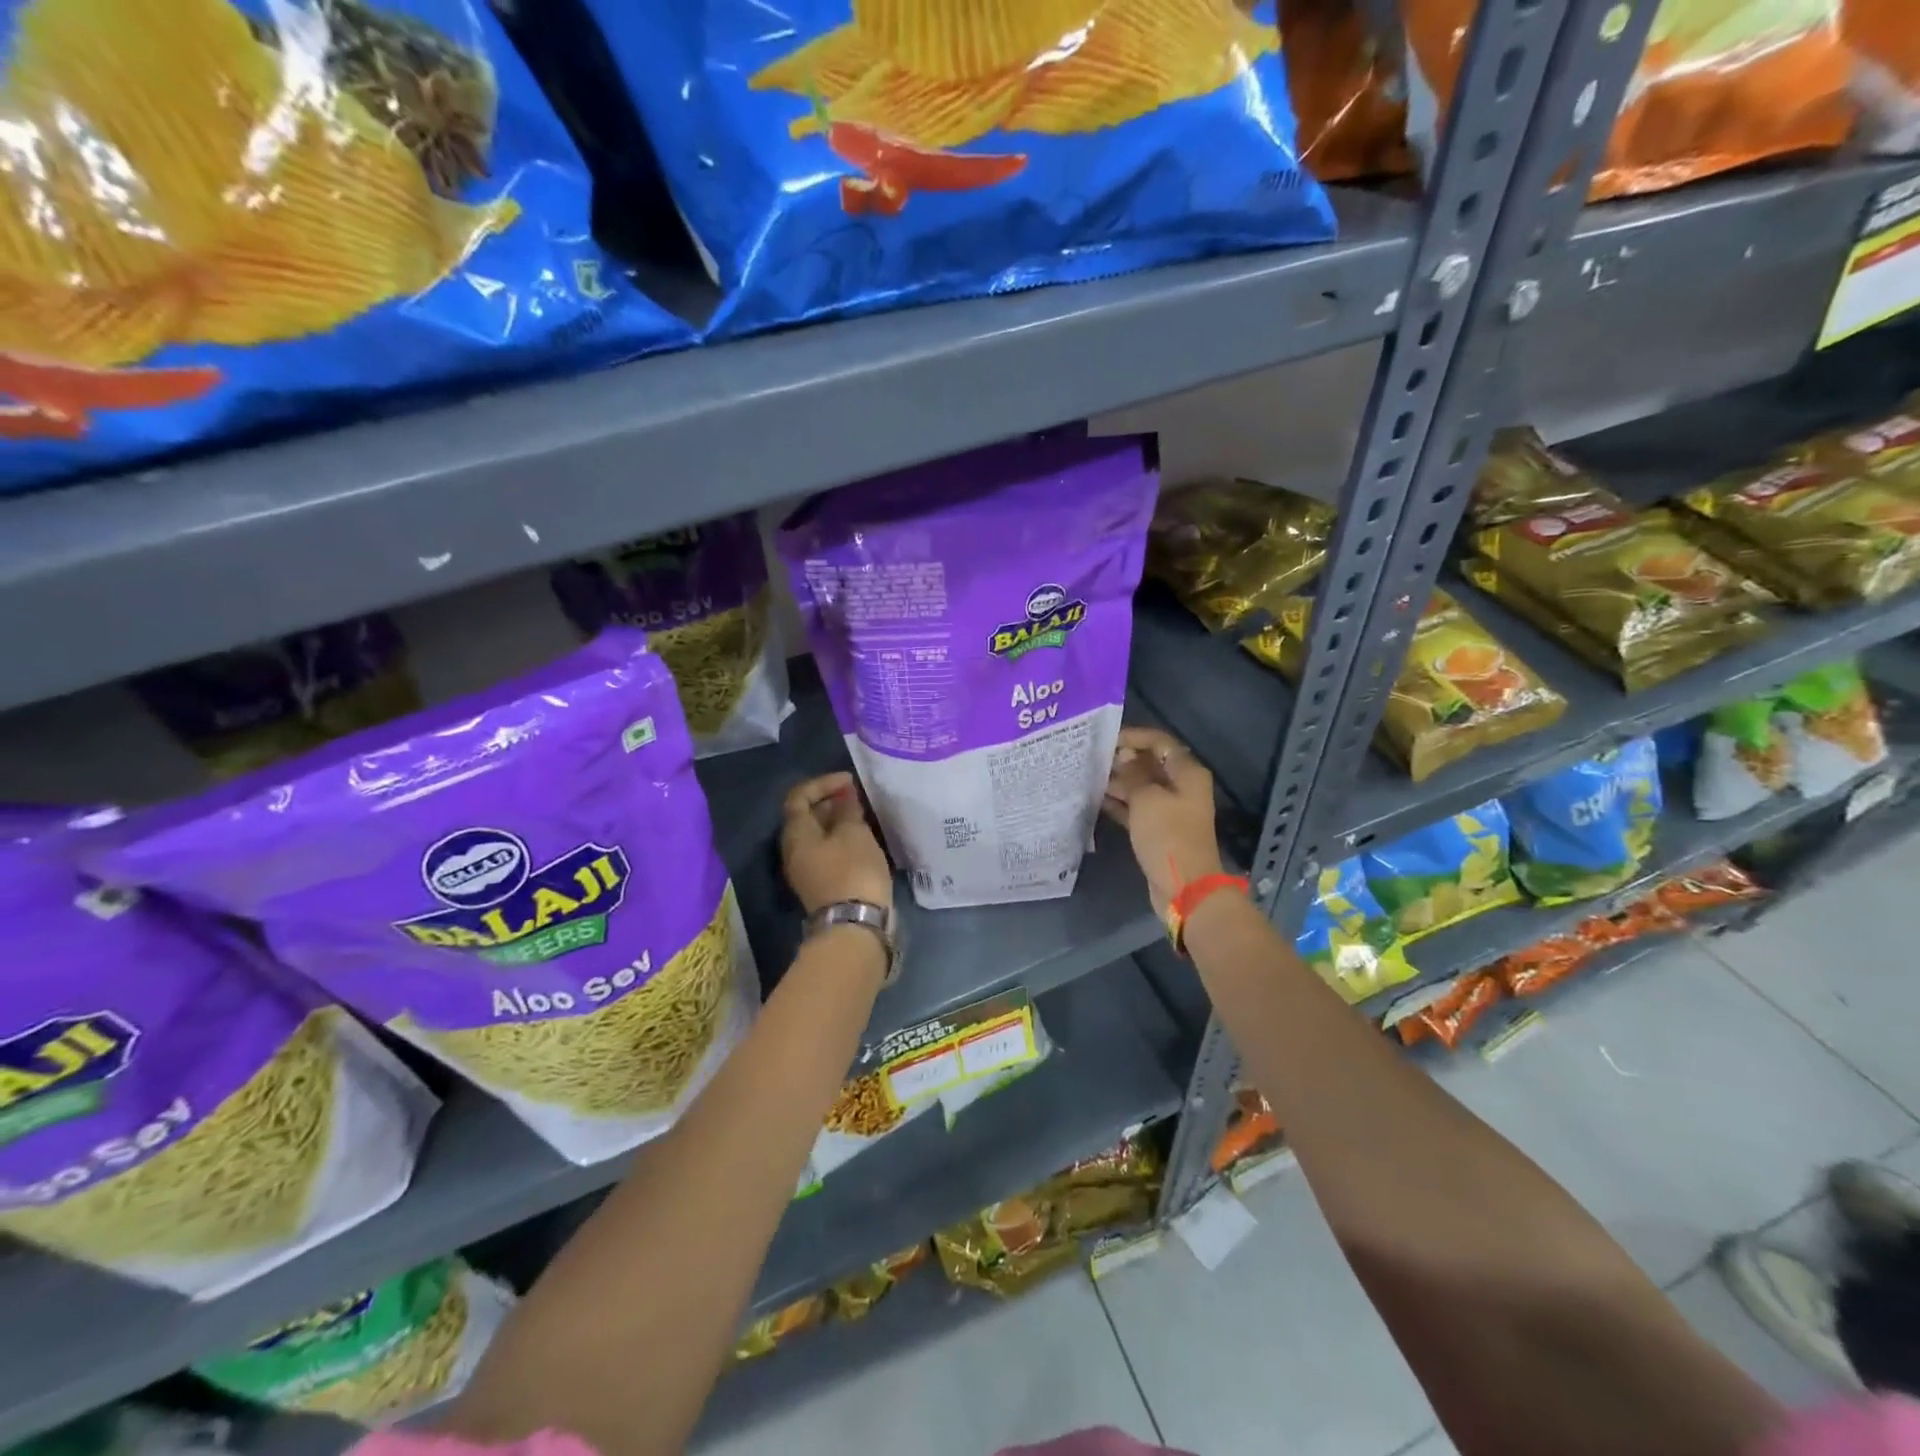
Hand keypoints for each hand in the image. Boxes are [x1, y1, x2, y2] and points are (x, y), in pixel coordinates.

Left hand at [780, 772, 893, 915]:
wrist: (855, 924)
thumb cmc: (852, 870)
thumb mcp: (854, 833)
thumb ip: (847, 810)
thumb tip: (843, 797)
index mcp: (795, 834)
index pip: (798, 797)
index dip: (822, 783)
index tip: (849, 781)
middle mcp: (794, 851)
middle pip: (806, 817)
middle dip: (831, 802)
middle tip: (858, 798)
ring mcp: (807, 870)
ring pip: (819, 836)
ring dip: (838, 822)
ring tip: (864, 817)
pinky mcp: (822, 884)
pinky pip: (829, 852)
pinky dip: (843, 840)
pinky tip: (864, 840)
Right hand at [1104, 727, 1223, 919]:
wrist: (1185, 887)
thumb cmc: (1168, 836)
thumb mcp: (1147, 800)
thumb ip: (1133, 775)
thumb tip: (1122, 757)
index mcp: (1187, 773)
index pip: (1160, 742)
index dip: (1134, 737)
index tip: (1106, 740)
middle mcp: (1181, 787)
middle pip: (1150, 763)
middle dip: (1122, 760)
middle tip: (1092, 759)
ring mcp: (1169, 809)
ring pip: (1141, 787)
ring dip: (1118, 782)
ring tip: (1088, 777)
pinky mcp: (1158, 830)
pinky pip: (1136, 808)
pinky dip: (1120, 803)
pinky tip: (1096, 799)